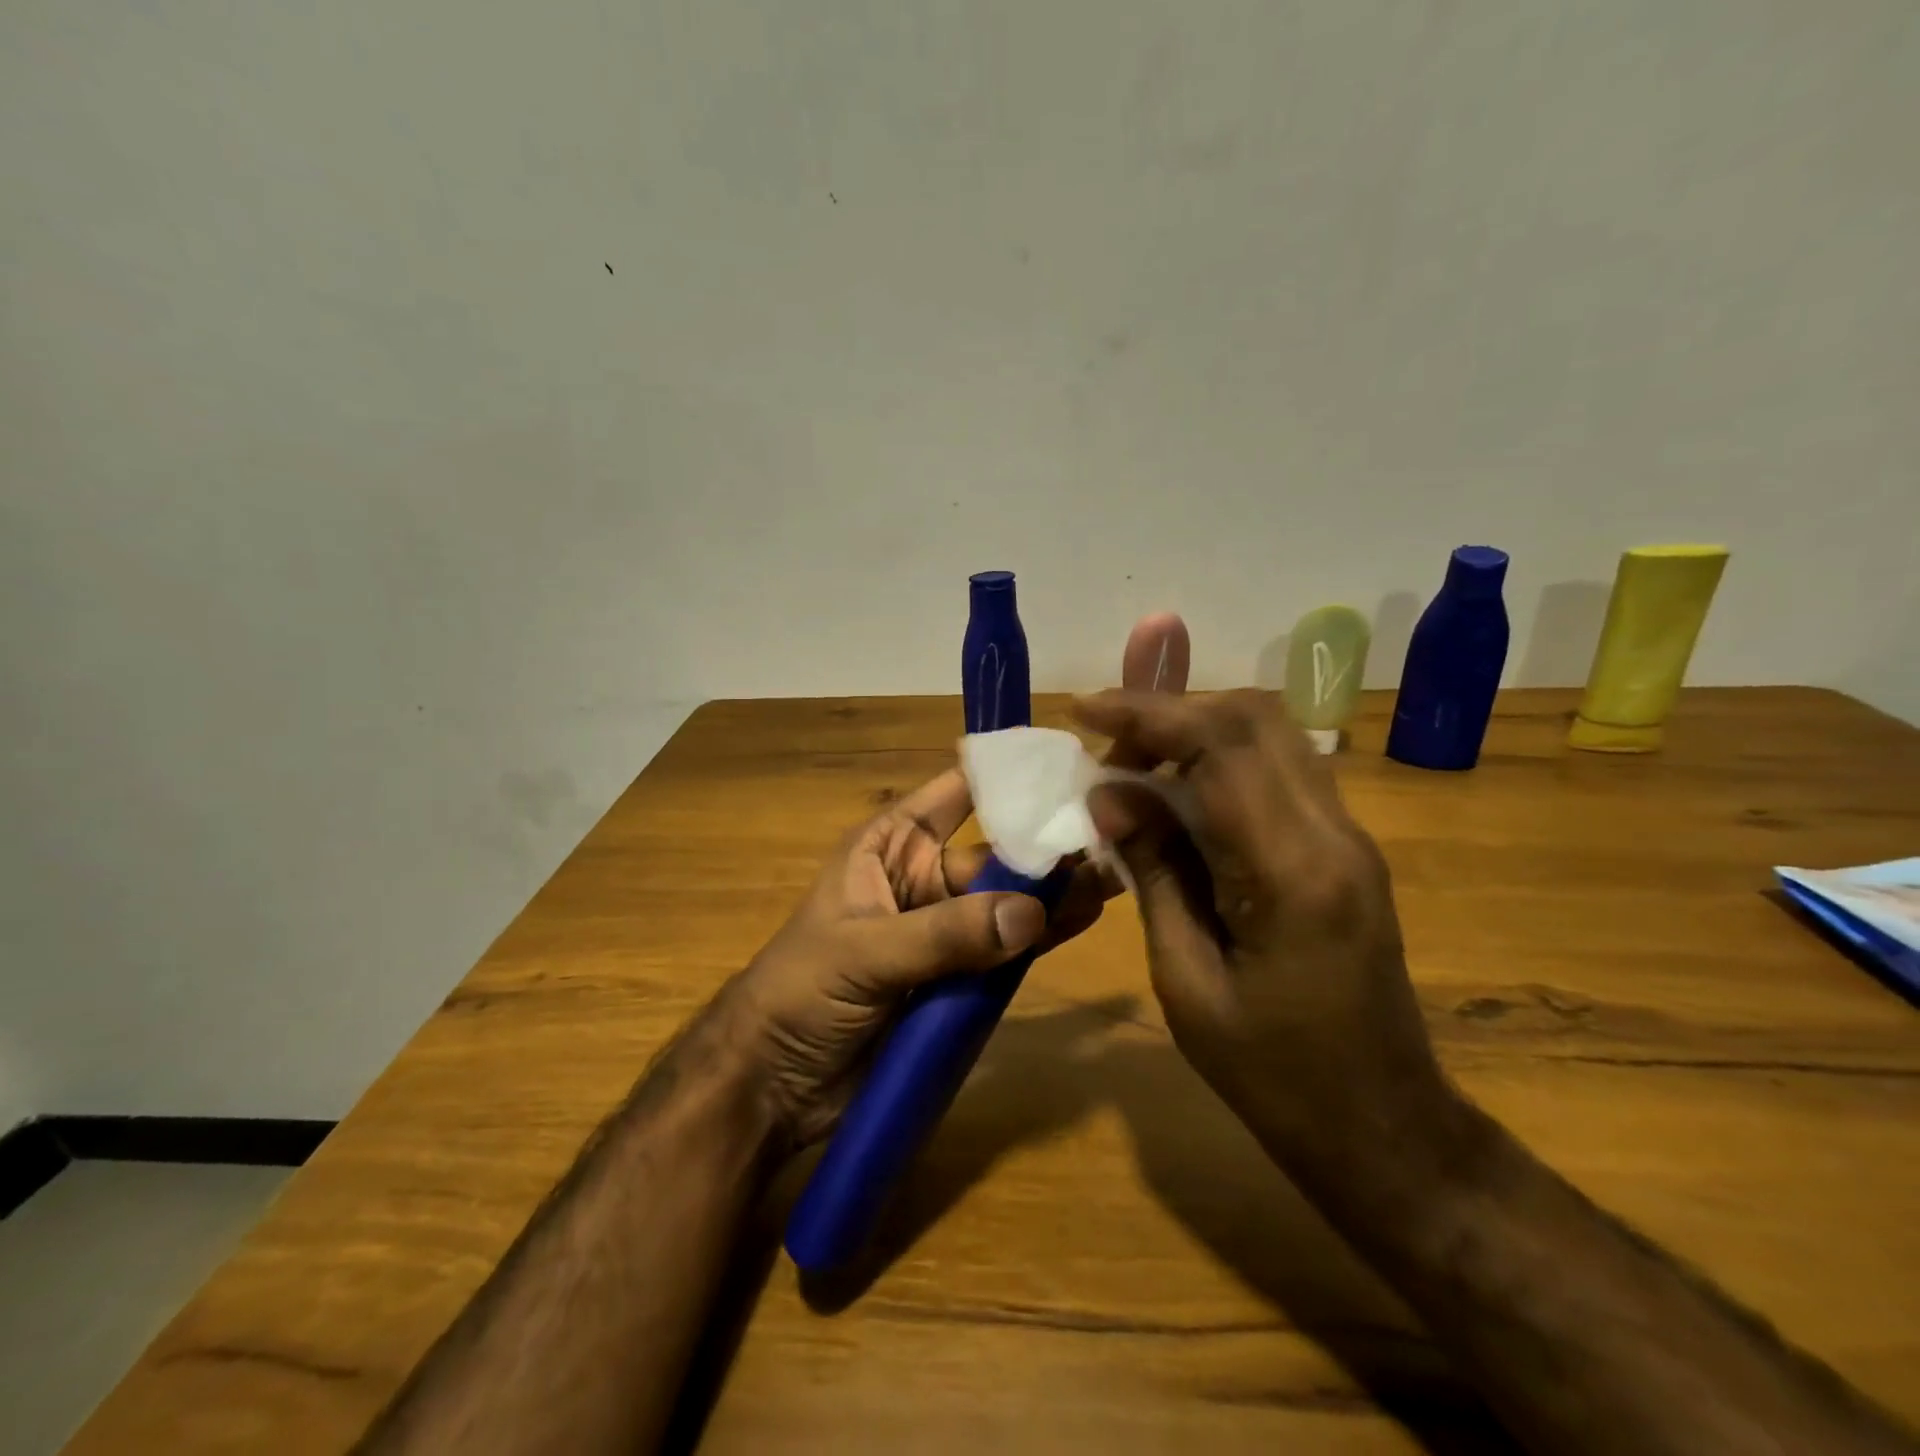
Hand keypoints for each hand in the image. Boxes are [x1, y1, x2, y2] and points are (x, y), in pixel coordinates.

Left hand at [722, 769, 1111, 1148]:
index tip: (1066, 768)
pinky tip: (1084, 924)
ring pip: (1009, 903)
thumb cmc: (800, 992)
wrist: (773, 1084)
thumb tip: (1031, 914)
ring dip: (1054, 894)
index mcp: (891, 846)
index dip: (1006, 776)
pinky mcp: (959, 979)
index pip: (956, 793)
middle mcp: (924, 878)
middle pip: (995, 853)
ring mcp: (945, 930)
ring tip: (1113, 880)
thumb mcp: (864, 953)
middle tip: (1111, 839)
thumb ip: (944, 934)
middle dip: (1046, 849)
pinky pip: (1008, 952)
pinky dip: (1043, 939)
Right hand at [1073, 689, 1450, 1171]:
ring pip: (1271, 734)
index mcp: (1291, 873)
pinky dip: (1221, 760)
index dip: (1147, 713)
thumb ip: (1153, 872)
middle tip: (1106, 741)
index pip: (1221, 745)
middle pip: (1254, 718)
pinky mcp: (1345, 848)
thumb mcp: (1186, 981)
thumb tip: (1110, 795)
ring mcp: (1348, 837)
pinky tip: (1176, 794)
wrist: (1382, 1126)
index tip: (1084, 711)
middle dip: (1170, 711)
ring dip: (1195, 730)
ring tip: (1132, 764)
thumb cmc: (1272, 1074)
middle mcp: (1333, 834)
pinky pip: (1279, 770)